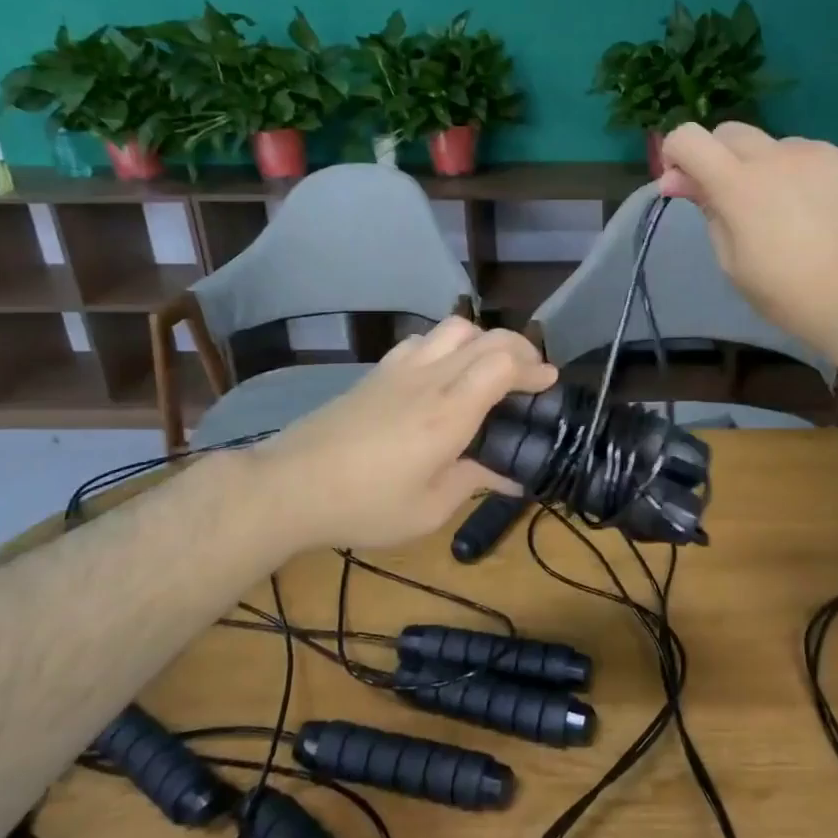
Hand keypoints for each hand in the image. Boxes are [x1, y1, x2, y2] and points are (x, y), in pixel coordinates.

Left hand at [257, 317, 556, 551]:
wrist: (290, 486)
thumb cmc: (364, 505)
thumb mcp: (428, 510)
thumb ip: (475, 483)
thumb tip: (511, 478)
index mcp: (448, 413)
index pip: (502, 363)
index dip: (533, 367)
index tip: (548, 384)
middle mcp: (430, 379)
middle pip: (486, 337)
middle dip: (519, 349)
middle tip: (531, 376)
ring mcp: (400, 369)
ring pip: (453, 328)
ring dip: (483, 340)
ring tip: (489, 369)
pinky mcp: (377, 372)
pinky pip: (422, 339)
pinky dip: (447, 344)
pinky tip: (443, 372)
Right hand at [659, 122, 837, 353]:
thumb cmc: (789, 294)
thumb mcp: (733, 263)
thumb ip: (708, 212)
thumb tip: (678, 180)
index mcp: (739, 185)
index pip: (689, 138)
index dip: (676, 152)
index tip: (683, 181)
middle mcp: (777, 156)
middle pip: (731, 132)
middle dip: (719, 157)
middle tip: (733, 200)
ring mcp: (821, 153)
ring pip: (778, 147)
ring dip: (769, 169)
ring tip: (790, 214)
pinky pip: (817, 158)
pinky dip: (808, 177)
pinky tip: (824, 213)